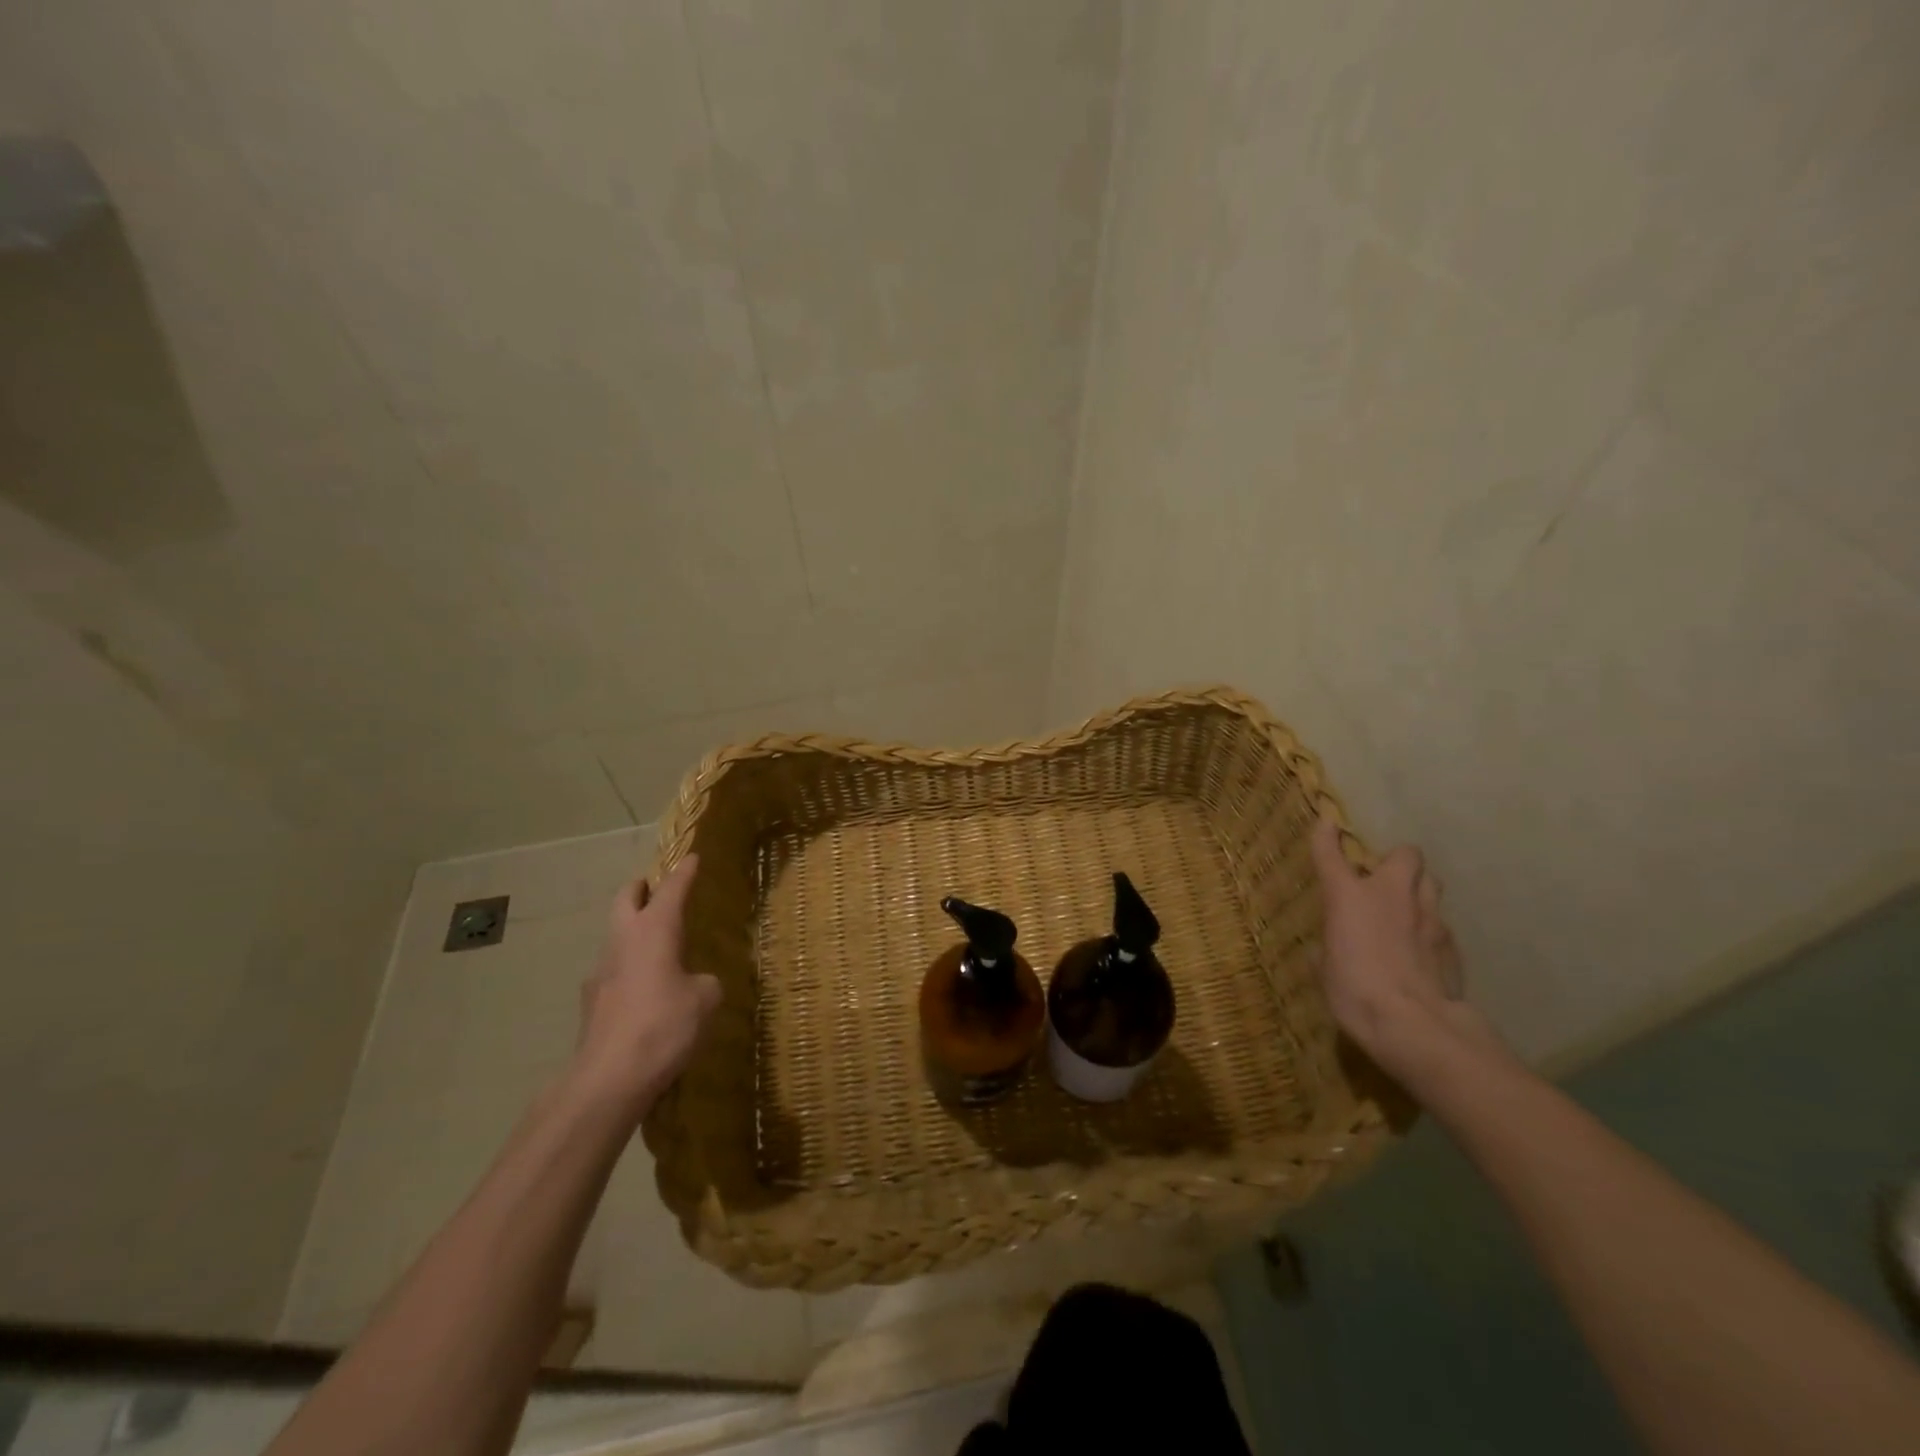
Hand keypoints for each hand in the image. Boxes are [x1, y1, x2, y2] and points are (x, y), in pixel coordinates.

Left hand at [573, 855, 721, 1118]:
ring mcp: (601, 971)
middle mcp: (622, 941)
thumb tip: (696, 983)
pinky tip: (646, 991)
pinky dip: (630, 968)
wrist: (608, 1079)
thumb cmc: (663, 1026)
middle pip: (626, 898)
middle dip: (643, 888)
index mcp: (654, 930)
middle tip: (661, 890)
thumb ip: (704, 982)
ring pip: (616, 935)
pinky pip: (614, 970)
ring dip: (635, 930)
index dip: (685, 872)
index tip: (693, 857)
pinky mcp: (591, 1002)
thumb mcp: (705, 999)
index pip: (671, 888)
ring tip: (660, 947)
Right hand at [1309, 813, 1505, 1089]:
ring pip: (1431, 884)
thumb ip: (1331, 946)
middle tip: (1383, 880)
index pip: (1331, 853)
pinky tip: (1422, 953)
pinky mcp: (1451, 944)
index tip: (1328, 822)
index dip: (1327, 835)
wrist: (1413, 1025)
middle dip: (1396, 861)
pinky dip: (1430, 931)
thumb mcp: (1325, 969)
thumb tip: (1332, 947)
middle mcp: (1391, 895)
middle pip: (1405, 855)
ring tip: (1407, 912)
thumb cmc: (1353, 991)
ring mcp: (1428, 918)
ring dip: (1418, 890)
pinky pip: (1441, 924)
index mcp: (1348, 897)